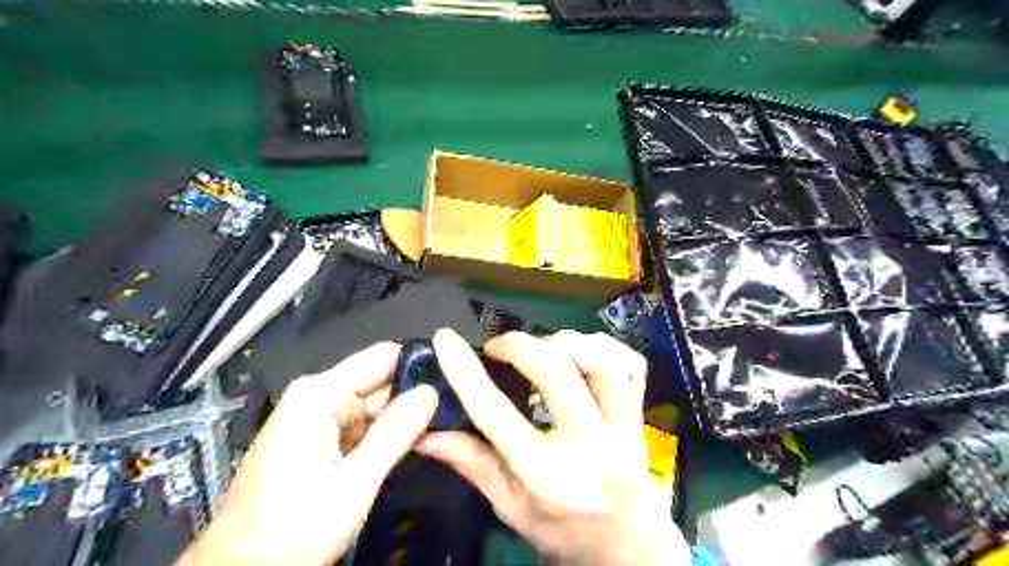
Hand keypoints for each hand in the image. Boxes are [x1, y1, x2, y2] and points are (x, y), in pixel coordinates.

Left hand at [177, 340, 437, 565]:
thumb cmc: (289, 531)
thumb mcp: (352, 484)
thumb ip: (395, 434)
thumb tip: (430, 394)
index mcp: (319, 395)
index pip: (382, 357)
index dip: (419, 363)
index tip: (455, 375)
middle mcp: (319, 398)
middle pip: (382, 380)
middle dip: (416, 394)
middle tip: (455, 407)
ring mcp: (321, 419)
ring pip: (378, 405)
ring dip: (406, 416)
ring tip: (443, 423)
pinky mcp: (325, 440)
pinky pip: (367, 425)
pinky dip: (389, 433)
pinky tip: (415, 440)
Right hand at [414, 330, 689, 563]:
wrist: (629, 544)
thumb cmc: (564, 529)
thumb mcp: (510, 508)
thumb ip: (472, 464)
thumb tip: (426, 433)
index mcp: (548, 479)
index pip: (498, 417)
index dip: (466, 373)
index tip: (445, 341)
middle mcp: (590, 449)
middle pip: (558, 377)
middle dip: (520, 347)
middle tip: (499, 347)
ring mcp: (624, 429)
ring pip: (604, 365)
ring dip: (566, 344)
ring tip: (544, 348)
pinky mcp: (642, 413)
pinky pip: (632, 365)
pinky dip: (604, 345)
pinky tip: (581, 351)